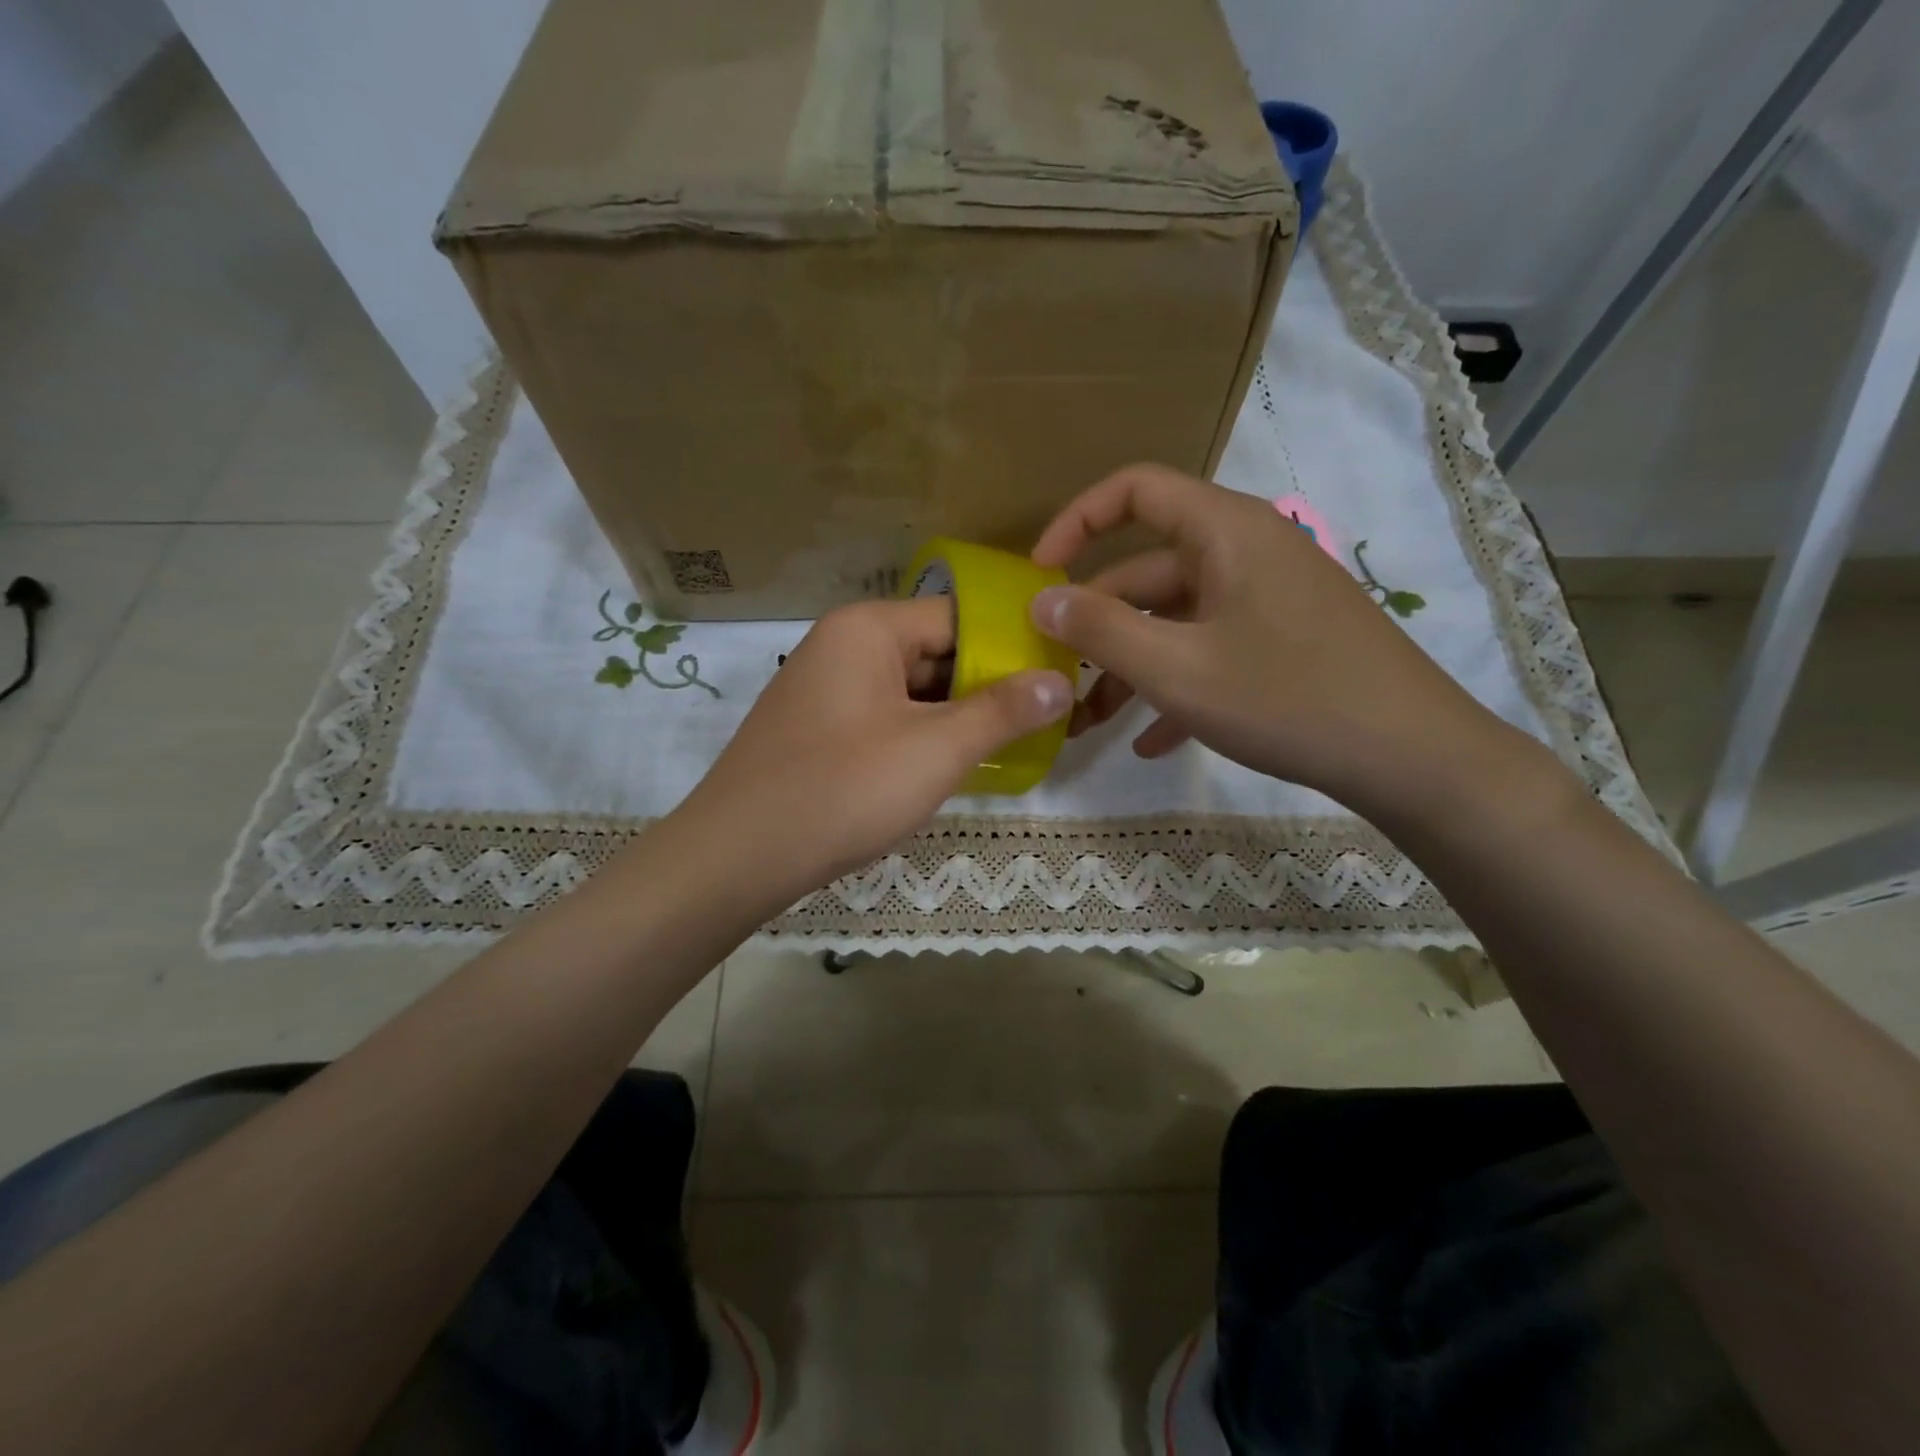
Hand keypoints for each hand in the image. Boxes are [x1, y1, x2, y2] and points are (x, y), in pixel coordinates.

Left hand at [673, 599, 1072, 913]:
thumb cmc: (843, 790)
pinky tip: (954, 766)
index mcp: (868, 629)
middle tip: (1047, 719)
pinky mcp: (819, 728)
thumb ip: (1002, 711)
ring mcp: (826, 688)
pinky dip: (922, 736)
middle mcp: (843, 645)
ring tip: (1013, 745)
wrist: (736, 857)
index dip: (1014, 646)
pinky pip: (886, 718)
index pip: (960, 617)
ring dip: (957, 717)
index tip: (1060, 677)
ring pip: (912, 690)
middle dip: (989, 687)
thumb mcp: (935, 749)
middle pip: (936, 652)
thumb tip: (1059, 680)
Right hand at [1029, 464, 1523, 817]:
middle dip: (1097, 624)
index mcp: (1225, 532)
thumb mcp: (1178, 669)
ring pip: (1177, 619)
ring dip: (1131, 666)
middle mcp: (1247, 552)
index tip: (1038, 573)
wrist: (1413, 757)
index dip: (1077, 521)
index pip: (1135, 490)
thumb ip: (1100, 630)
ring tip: (1090, 722)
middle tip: (1056, 675)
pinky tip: (1151, 741)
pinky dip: (1177, 686)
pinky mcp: (1286, 641)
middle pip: (1149, 570)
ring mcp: (1269, 598)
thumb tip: (1040, 600)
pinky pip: (1213, 650)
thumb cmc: (1287, 698)